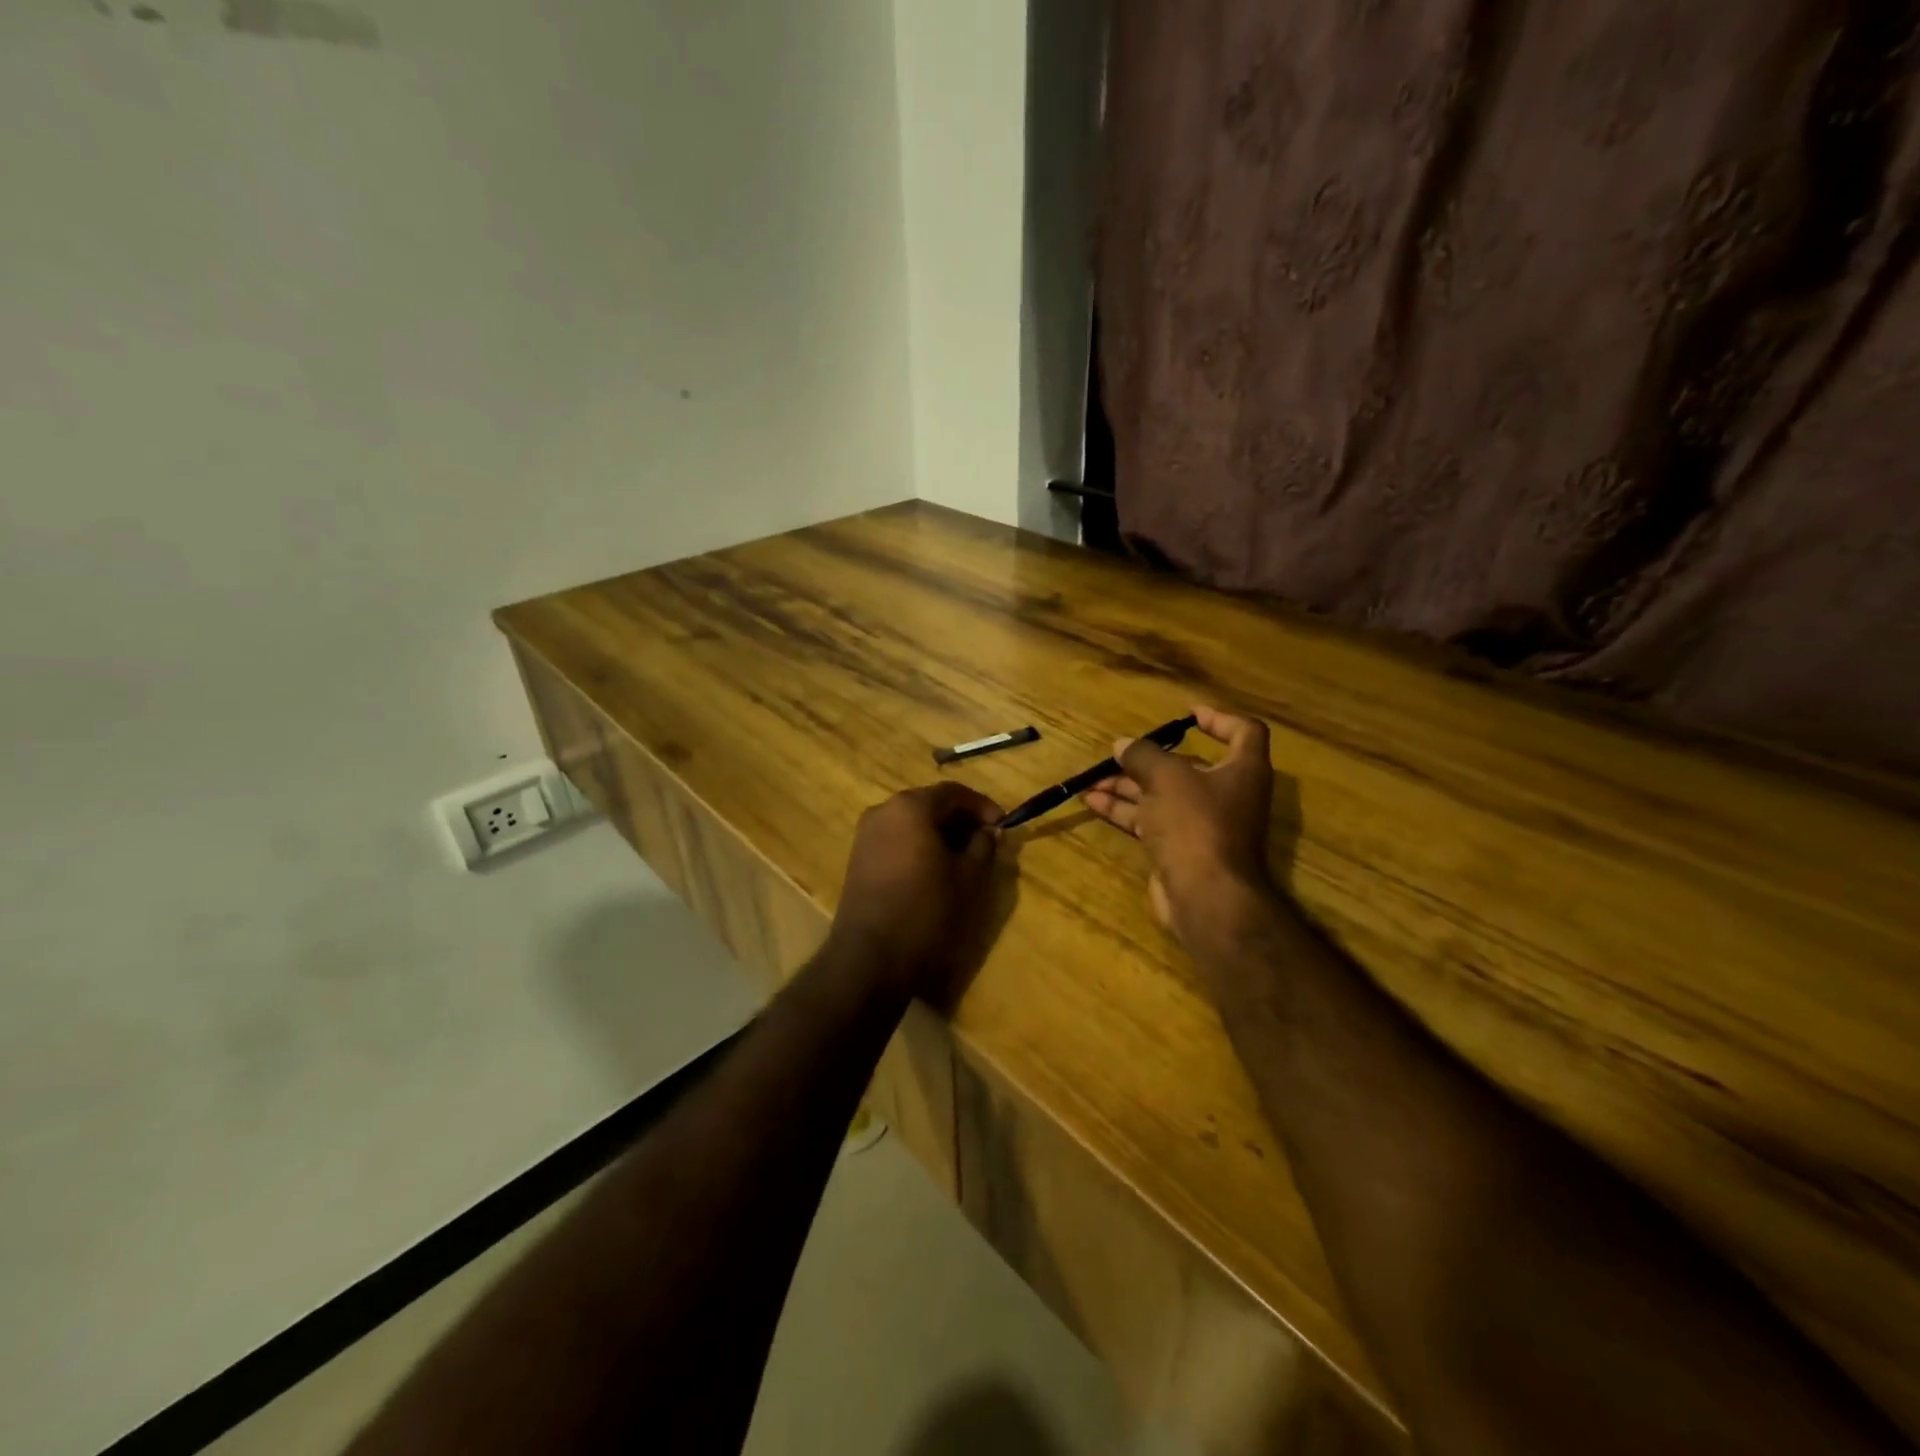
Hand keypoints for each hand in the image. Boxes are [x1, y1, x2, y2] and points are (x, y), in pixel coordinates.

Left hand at [827, 781, 1004, 1001]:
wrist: (870, 957)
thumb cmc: (926, 910)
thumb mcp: (968, 877)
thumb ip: (983, 846)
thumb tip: (988, 832)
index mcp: (910, 807)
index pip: (953, 792)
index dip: (982, 806)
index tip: (1002, 826)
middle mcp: (883, 811)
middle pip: (930, 804)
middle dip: (961, 820)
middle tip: (986, 842)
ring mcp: (866, 834)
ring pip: (912, 822)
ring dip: (940, 834)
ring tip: (964, 859)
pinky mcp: (859, 858)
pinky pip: (897, 839)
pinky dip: (919, 845)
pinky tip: (935, 870)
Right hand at [1083, 705, 1276, 950]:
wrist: (1205, 895)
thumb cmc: (1196, 823)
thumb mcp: (1167, 778)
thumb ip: (1143, 756)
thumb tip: (1123, 745)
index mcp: (1242, 770)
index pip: (1244, 732)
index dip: (1220, 719)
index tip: (1188, 715)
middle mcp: (1227, 794)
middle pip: (1189, 766)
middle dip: (1150, 759)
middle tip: (1119, 751)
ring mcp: (1202, 824)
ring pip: (1162, 794)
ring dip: (1129, 785)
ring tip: (1093, 778)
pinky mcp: (1180, 848)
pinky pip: (1151, 820)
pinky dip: (1125, 810)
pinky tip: (1094, 802)